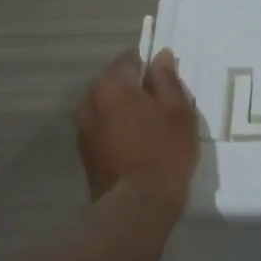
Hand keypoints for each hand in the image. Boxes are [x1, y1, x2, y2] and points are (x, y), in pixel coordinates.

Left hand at [74, 48, 200, 208]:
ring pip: (107, 107)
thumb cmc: (165, 151)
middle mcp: (88, 100)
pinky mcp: (83, 152)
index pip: (129, 59)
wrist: (137, 204)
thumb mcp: (178, 111)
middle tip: (161, 107)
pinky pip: (102, 128)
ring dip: (124, 111)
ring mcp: (82, 127)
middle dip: (135, 90)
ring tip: (149, 129)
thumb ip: (167, 79)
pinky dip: (116, 130)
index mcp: (111, 85)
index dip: (149, 67)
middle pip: (114, 83)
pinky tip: (136, 146)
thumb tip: (161, 56)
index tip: (165, 83)